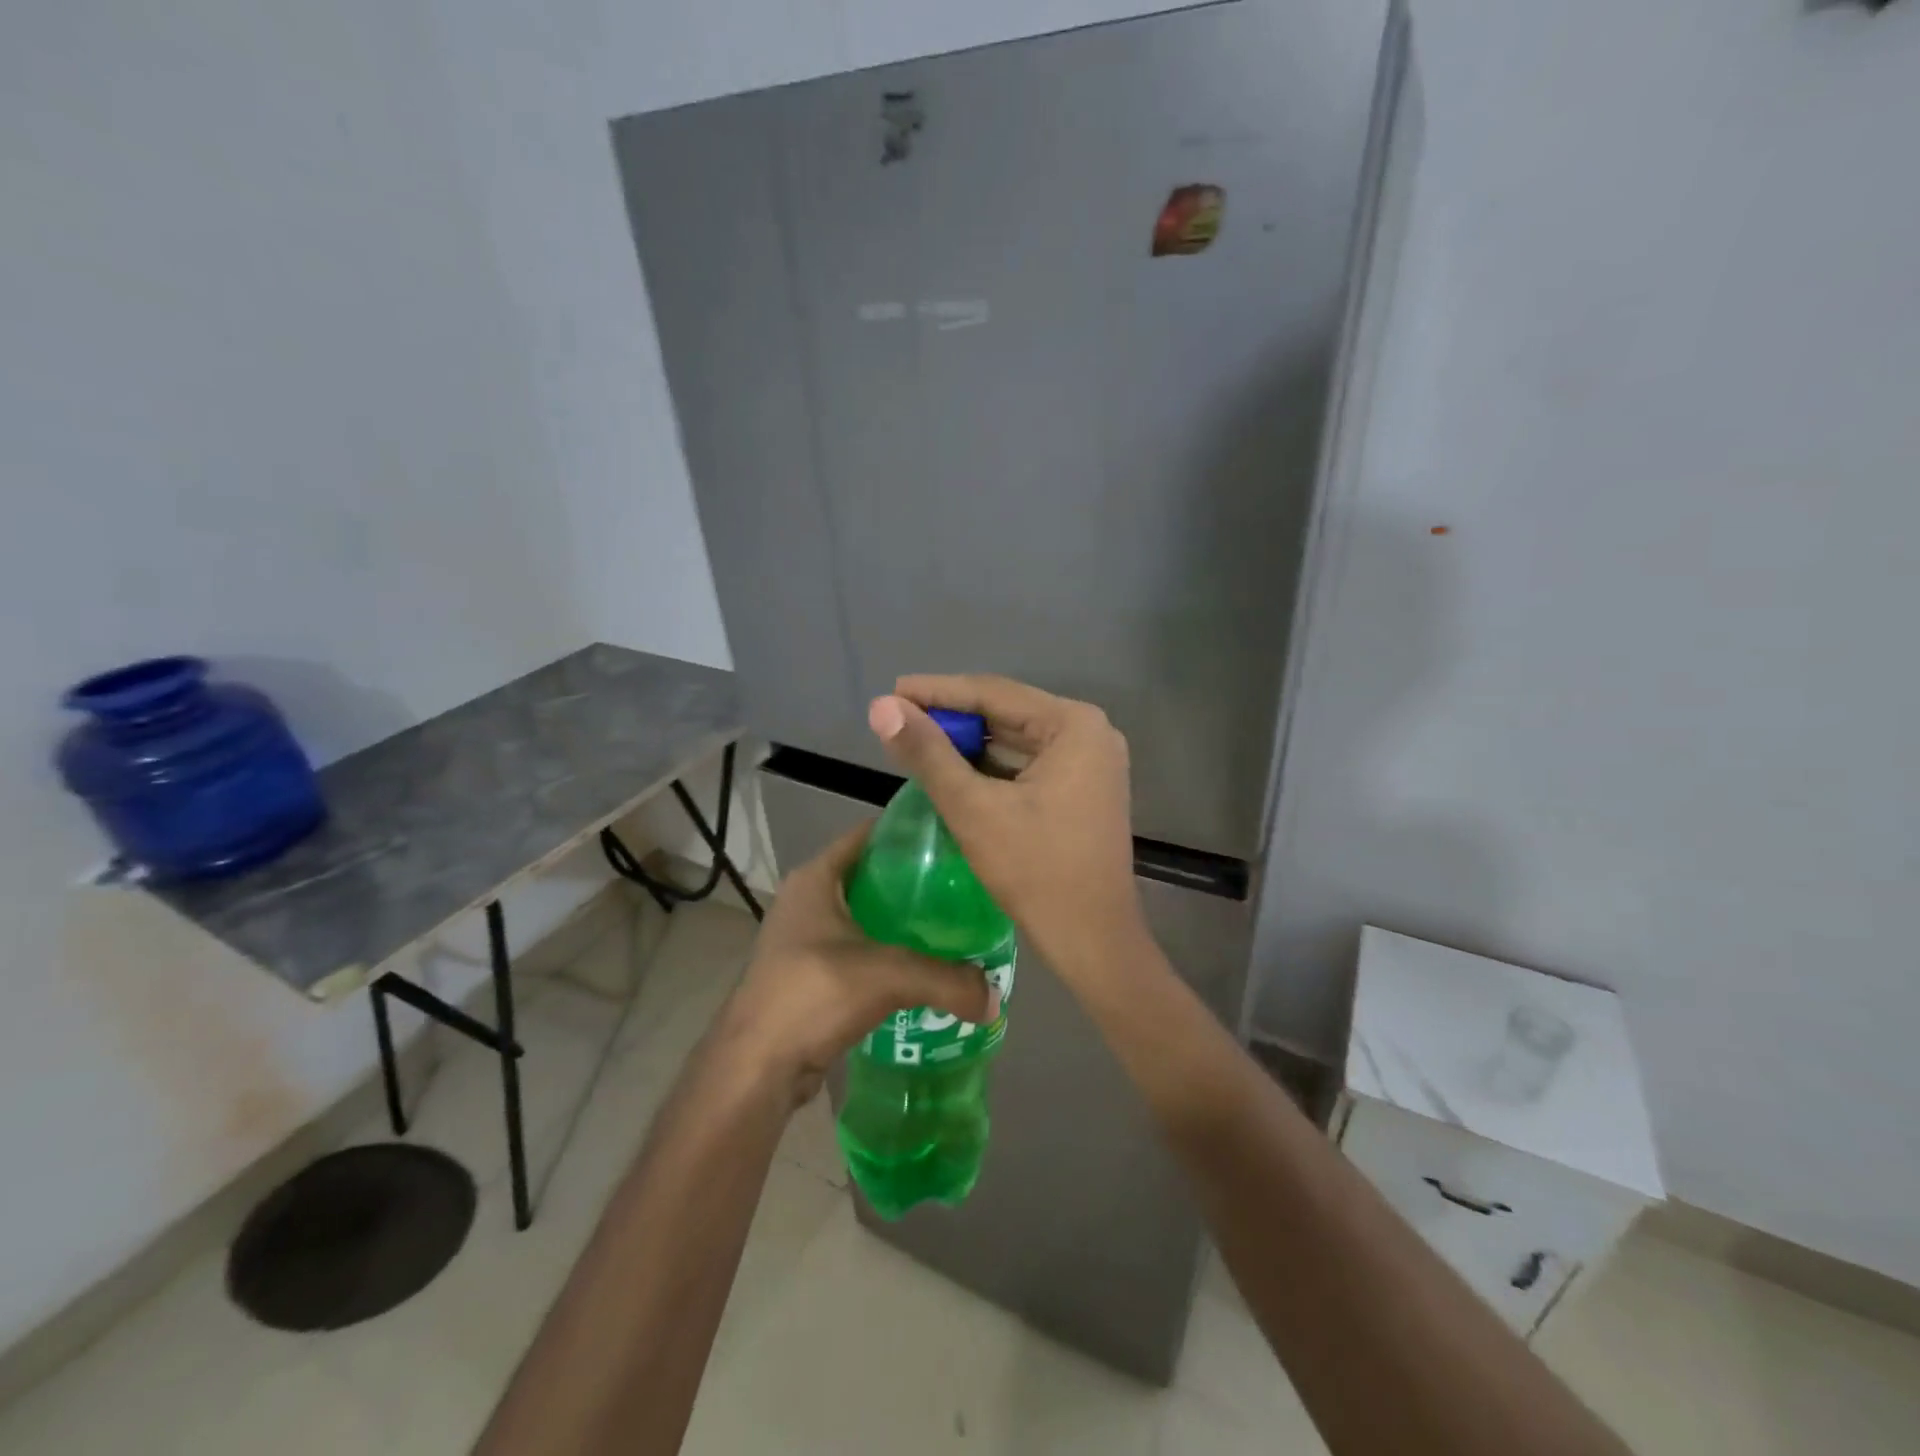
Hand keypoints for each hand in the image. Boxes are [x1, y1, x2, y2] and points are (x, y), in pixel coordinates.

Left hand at [719, 821, 997, 1106]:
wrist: (756, 1066)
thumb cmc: (813, 994)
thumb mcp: (888, 976)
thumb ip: (946, 980)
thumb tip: (994, 998)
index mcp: (816, 877)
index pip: (870, 834)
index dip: (909, 833)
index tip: (952, 840)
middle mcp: (807, 899)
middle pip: (871, 876)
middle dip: (914, 882)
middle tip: (961, 888)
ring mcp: (803, 937)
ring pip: (864, 916)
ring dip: (901, 922)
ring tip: (950, 927)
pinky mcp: (808, 973)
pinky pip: (858, 950)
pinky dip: (887, 954)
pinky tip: (921, 968)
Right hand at [867, 674, 1148, 990]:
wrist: (1092, 941)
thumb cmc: (1036, 871)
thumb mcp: (973, 808)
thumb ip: (927, 753)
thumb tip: (882, 707)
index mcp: (1074, 725)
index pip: (994, 693)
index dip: (937, 691)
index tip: (892, 692)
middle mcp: (1091, 733)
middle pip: (1007, 713)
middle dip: (952, 717)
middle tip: (898, 718)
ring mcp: (1092, 762)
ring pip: (1016, 739)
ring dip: (969, 742)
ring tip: (917, 740)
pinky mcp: (1084, 789)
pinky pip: (1029, 764)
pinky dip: (992, 766)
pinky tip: (954, 769)